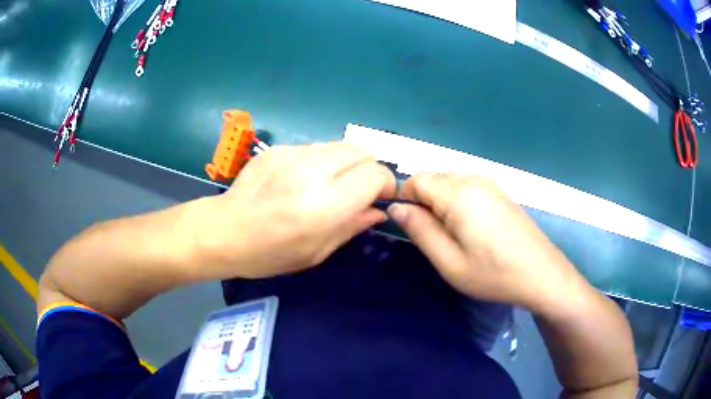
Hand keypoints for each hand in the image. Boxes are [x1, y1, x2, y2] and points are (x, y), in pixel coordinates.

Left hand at [194, 142, 395, 279]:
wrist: (225, 230)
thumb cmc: (270, 253)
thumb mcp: (317, 252)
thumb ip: (353, 226)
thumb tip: (378, 211)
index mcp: (327, 204)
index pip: (376, 174)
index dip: (385, 184)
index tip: (379, 197)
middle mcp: (314, 171)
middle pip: (363, 151)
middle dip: (369, 169)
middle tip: (357, 190)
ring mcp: (294, 154)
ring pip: (341, 145)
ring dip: (345, 163)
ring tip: (329, 184)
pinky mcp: (279, 148)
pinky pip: (315, 147)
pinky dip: (321, 161)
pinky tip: (301, 179)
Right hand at [387, 173, 585, 312]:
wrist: (542, 274)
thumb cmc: (494, 274)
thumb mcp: (450, 262)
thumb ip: (420, 231)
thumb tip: (396, 207)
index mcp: (458, 194)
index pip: (416, 180)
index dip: (404, 198)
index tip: (408, 226)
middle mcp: (473, 179)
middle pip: (433, 179)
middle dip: (423, 202)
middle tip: (432, 237)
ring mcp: (490, 183)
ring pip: (450, 182)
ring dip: (441, 202)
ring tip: (452, 236)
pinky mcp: (500, 192)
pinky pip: (467, 187)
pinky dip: (458, 202)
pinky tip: (471, 228)